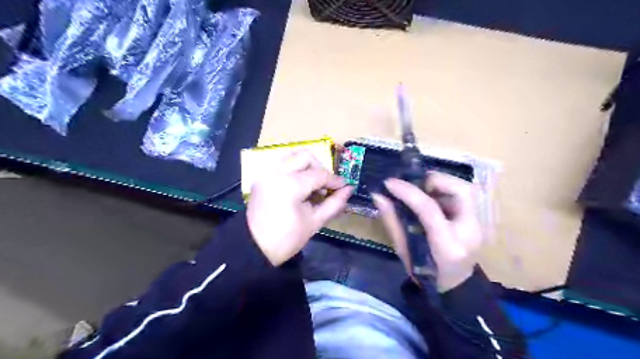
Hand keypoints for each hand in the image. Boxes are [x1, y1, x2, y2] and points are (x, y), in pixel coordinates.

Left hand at [246, 150, 354, 264]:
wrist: (254, 248)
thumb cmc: (286, 239)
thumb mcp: (314, 222)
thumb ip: (334, 203)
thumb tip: (349, 189)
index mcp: (290, 185)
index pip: (319, 174)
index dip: (335, 180)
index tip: (344, 186)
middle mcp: (277, 172)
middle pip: (305, 156)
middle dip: (320, 168)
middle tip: (325, 186)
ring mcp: (266, 173)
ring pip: (292, 156)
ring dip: (306, 167)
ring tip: (312, 185)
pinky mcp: (261, 177)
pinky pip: (282, 164)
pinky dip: (294, 169)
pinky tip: (299, 186)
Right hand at [373, 172, 482, 293]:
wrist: (454, 286)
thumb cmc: (424, 274)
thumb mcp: (403, 250)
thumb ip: (392, 221)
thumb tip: (378, 196)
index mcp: (447, 246)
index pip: (429, 209)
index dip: (408, 192)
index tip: (389, 183)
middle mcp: (469, 232)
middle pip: (461, 191)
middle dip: (435, 180)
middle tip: (414, 183)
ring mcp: (478, 225)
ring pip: (465, 189)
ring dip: (440, 184)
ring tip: (421, 189)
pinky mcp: (477, 220)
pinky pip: (462, 196)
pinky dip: (444, 191)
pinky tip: (431, 197)